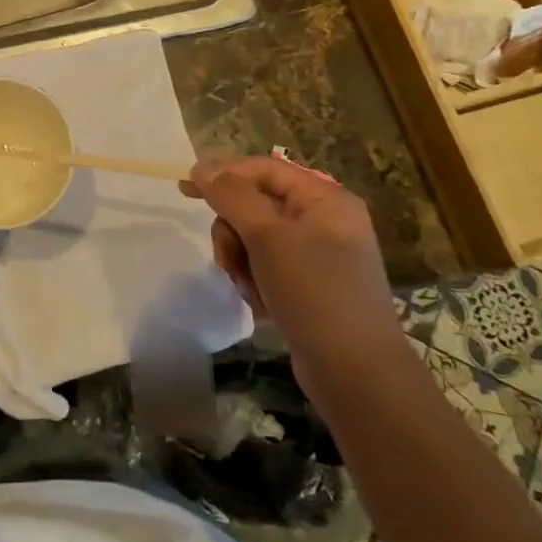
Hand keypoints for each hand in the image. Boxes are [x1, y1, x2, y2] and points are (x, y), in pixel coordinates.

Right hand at [179, 156, 402, 386]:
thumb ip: (232, 196)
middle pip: (255, 205)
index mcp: (326, 200)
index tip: (184, 189)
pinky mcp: (309, 286)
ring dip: (241, 260)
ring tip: (249, 287)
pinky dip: (255, 281)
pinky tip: (262, 304)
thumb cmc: (315, 293)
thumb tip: (203, 166)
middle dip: (233, 231)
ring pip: (255, 238)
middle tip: (228, 258)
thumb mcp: (268, 237)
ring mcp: (317, 256)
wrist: (357, 375)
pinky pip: (266, 267)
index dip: (224, 174)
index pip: (264, 169)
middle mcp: (324, 221)